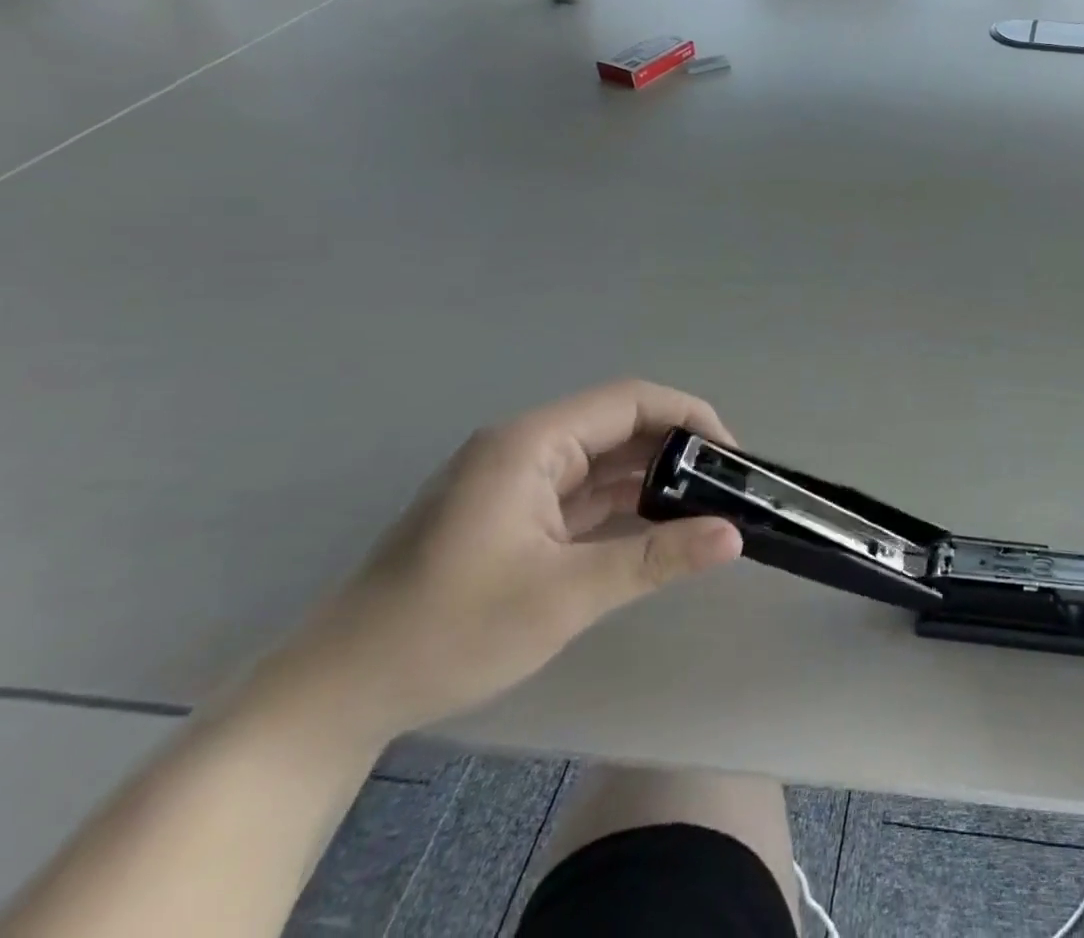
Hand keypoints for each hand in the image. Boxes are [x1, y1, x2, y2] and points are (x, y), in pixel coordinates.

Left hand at [265, 381, 742, 747]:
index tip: (730, 455)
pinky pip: (583, 493)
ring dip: (652, 479)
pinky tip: (658, 526)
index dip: (688, 416)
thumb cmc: (448, 631)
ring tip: (705, 506)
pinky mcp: (513, 514)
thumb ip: (655, 557)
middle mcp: (525, 448)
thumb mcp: (565, 596)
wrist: (334, 697)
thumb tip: (734, 536)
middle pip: (619, 427)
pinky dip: (623, 504)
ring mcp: (516, 481)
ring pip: (603, 461)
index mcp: (531, 443)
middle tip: (727, 486)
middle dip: (676, 450)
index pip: (630, 401)